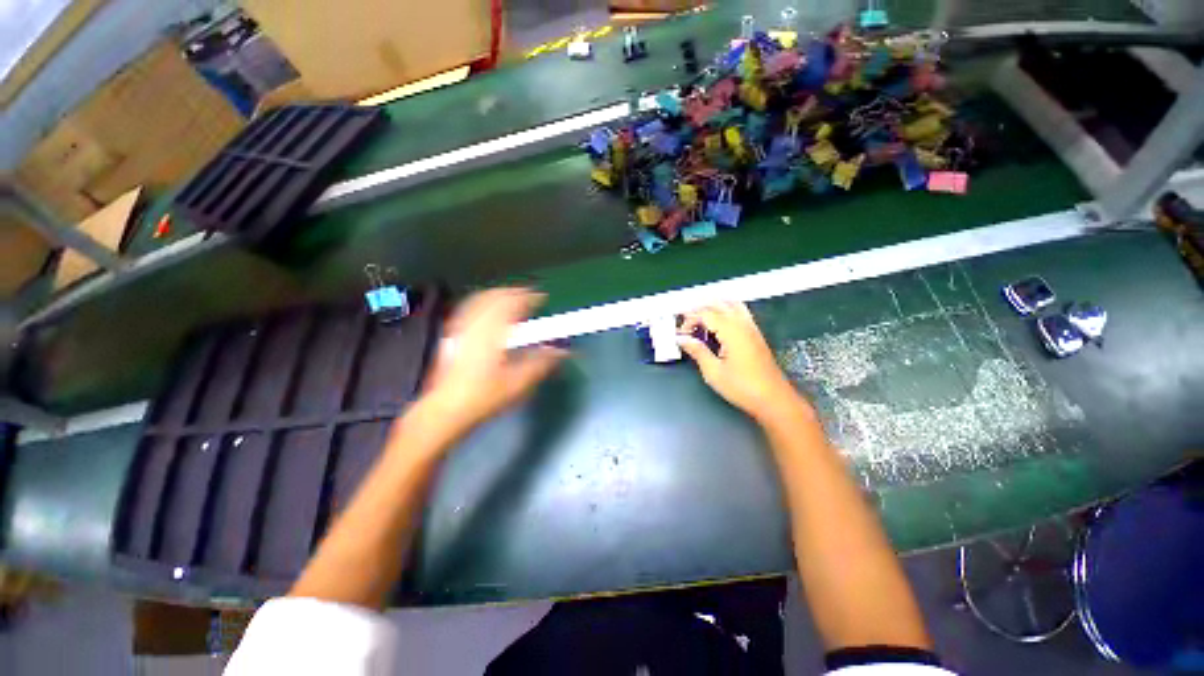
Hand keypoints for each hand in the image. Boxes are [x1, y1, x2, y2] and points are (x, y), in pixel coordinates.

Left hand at [422, 288, 566, 430]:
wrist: (446, 409)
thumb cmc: (485, 396)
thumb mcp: (520, 381)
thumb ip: (543, 362)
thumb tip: (564, 351)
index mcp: (494, 332)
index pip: (513, 303)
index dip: (529, 297)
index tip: (541, 297)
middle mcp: (476, 324)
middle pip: (495, 296)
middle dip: (514, 293)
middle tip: (528, 297)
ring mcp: (461, 328)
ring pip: (480, 299)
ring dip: (498, 295)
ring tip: (511, 300)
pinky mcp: (452, 335)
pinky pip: (468, 309)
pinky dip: (482, 303)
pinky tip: (487, 312)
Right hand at [677, 302, 811, 424]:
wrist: (773, 399)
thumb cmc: (742, 387)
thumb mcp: (713, 372)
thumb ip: (697, 351)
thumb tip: (682, 339)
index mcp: (731, 331)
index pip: (705, 314)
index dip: (689, 320)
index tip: (680, 334)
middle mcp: (742, 324)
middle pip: (718, 304)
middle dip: (699, 310)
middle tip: (686, 324)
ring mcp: (751, 327)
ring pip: (731, 304)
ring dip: (713, 308)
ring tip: (700, 320)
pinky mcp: (756, 334)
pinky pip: (740, 312)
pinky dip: (726, 311)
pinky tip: (718, 325)